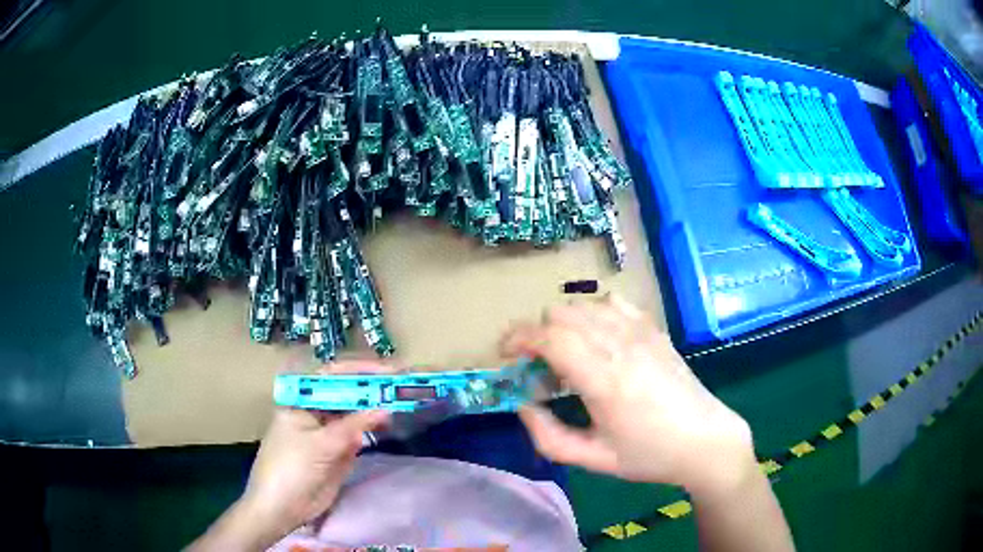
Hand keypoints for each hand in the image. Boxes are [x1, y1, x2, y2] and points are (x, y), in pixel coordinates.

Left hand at [189, 362, 390, 550]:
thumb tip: (386, 408)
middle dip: (372, 388)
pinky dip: (373, 428)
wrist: (282, 507)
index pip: (333, 377)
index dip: (361, 371)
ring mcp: (327, 430)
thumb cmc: (290, 467)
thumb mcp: (320, 444)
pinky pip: (358, 434)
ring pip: (355, 413)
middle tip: (403, 384)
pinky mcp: (337, 450)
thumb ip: (353, 426)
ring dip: (376, 407)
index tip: (389, 372)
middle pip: (347, 393)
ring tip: (403, 402)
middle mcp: (315, 410)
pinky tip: (389, 424)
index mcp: (302, 400)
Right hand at [503, 296, 755, 494]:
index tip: (505, 354)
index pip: (549, 336)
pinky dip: (594, 313)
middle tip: (538, 366)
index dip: (518, 337)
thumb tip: (523, 406)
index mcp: (603, 379)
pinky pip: (614, 302)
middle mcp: (620, 345)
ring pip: (585, 304)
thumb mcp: (594, 460)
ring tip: (568, 354)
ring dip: (564, 323)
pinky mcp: (654, 329)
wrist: (705, 440)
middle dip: (538, 333)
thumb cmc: (649, 454)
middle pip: (561, 313)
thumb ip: (549, 437)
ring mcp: (640, 332)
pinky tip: (599, 339)